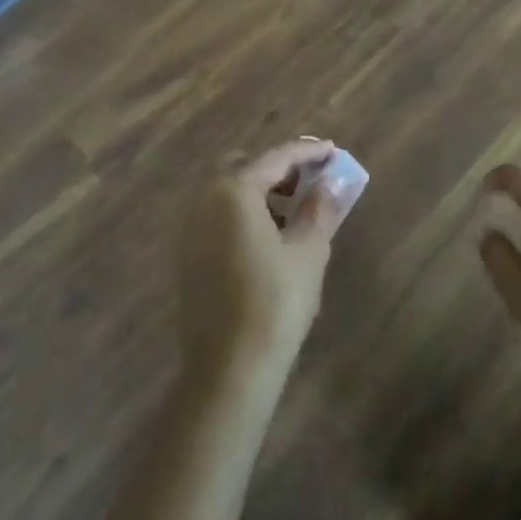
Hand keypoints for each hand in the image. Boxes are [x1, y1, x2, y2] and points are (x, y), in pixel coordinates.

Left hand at [178, 139, 353, 384]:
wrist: (229, 369)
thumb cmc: (275, 302)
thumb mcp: (309, 251)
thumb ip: (319, 209)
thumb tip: (328, 185)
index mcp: (234, 191)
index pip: (276, 158)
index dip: (307, 152)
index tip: (332, 150)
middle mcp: (205, 201)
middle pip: (242, 166)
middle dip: (276, 168)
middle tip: (307, 180)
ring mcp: (191, 229)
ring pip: (227, 192)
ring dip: (259, 191)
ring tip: (293, 210)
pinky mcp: (188, 256)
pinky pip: (218, 216)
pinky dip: (243, 213)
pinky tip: (268, 236)